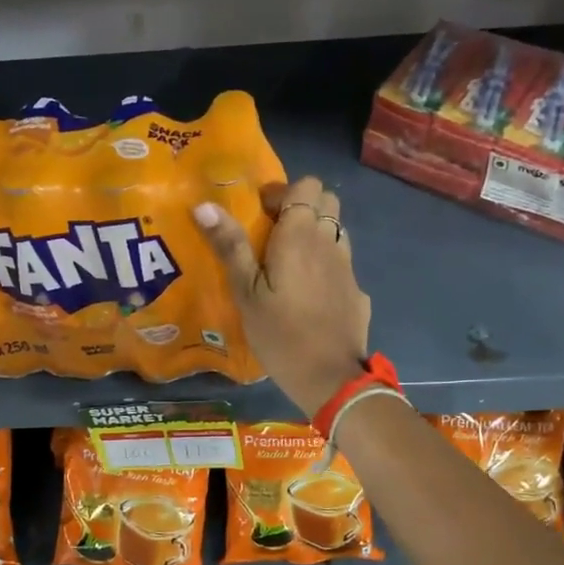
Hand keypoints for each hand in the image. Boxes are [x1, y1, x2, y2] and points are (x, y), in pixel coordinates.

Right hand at [194, 177, 371, 416]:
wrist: (330, 379)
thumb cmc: (281, 334)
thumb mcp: (246, 293)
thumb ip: (230, 246)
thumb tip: (205, 204)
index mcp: (301, 236)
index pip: (306, 185)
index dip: (283, 193)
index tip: (261, 216)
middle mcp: (330, 242)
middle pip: (328, 201)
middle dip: (303, 207)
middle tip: (274, 235)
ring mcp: (348, 268)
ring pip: (337, 231)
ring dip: (316, 235)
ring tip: (290, 264)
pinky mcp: (357, 292)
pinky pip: (342, 264)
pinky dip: (326, 266)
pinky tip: (310, 296)